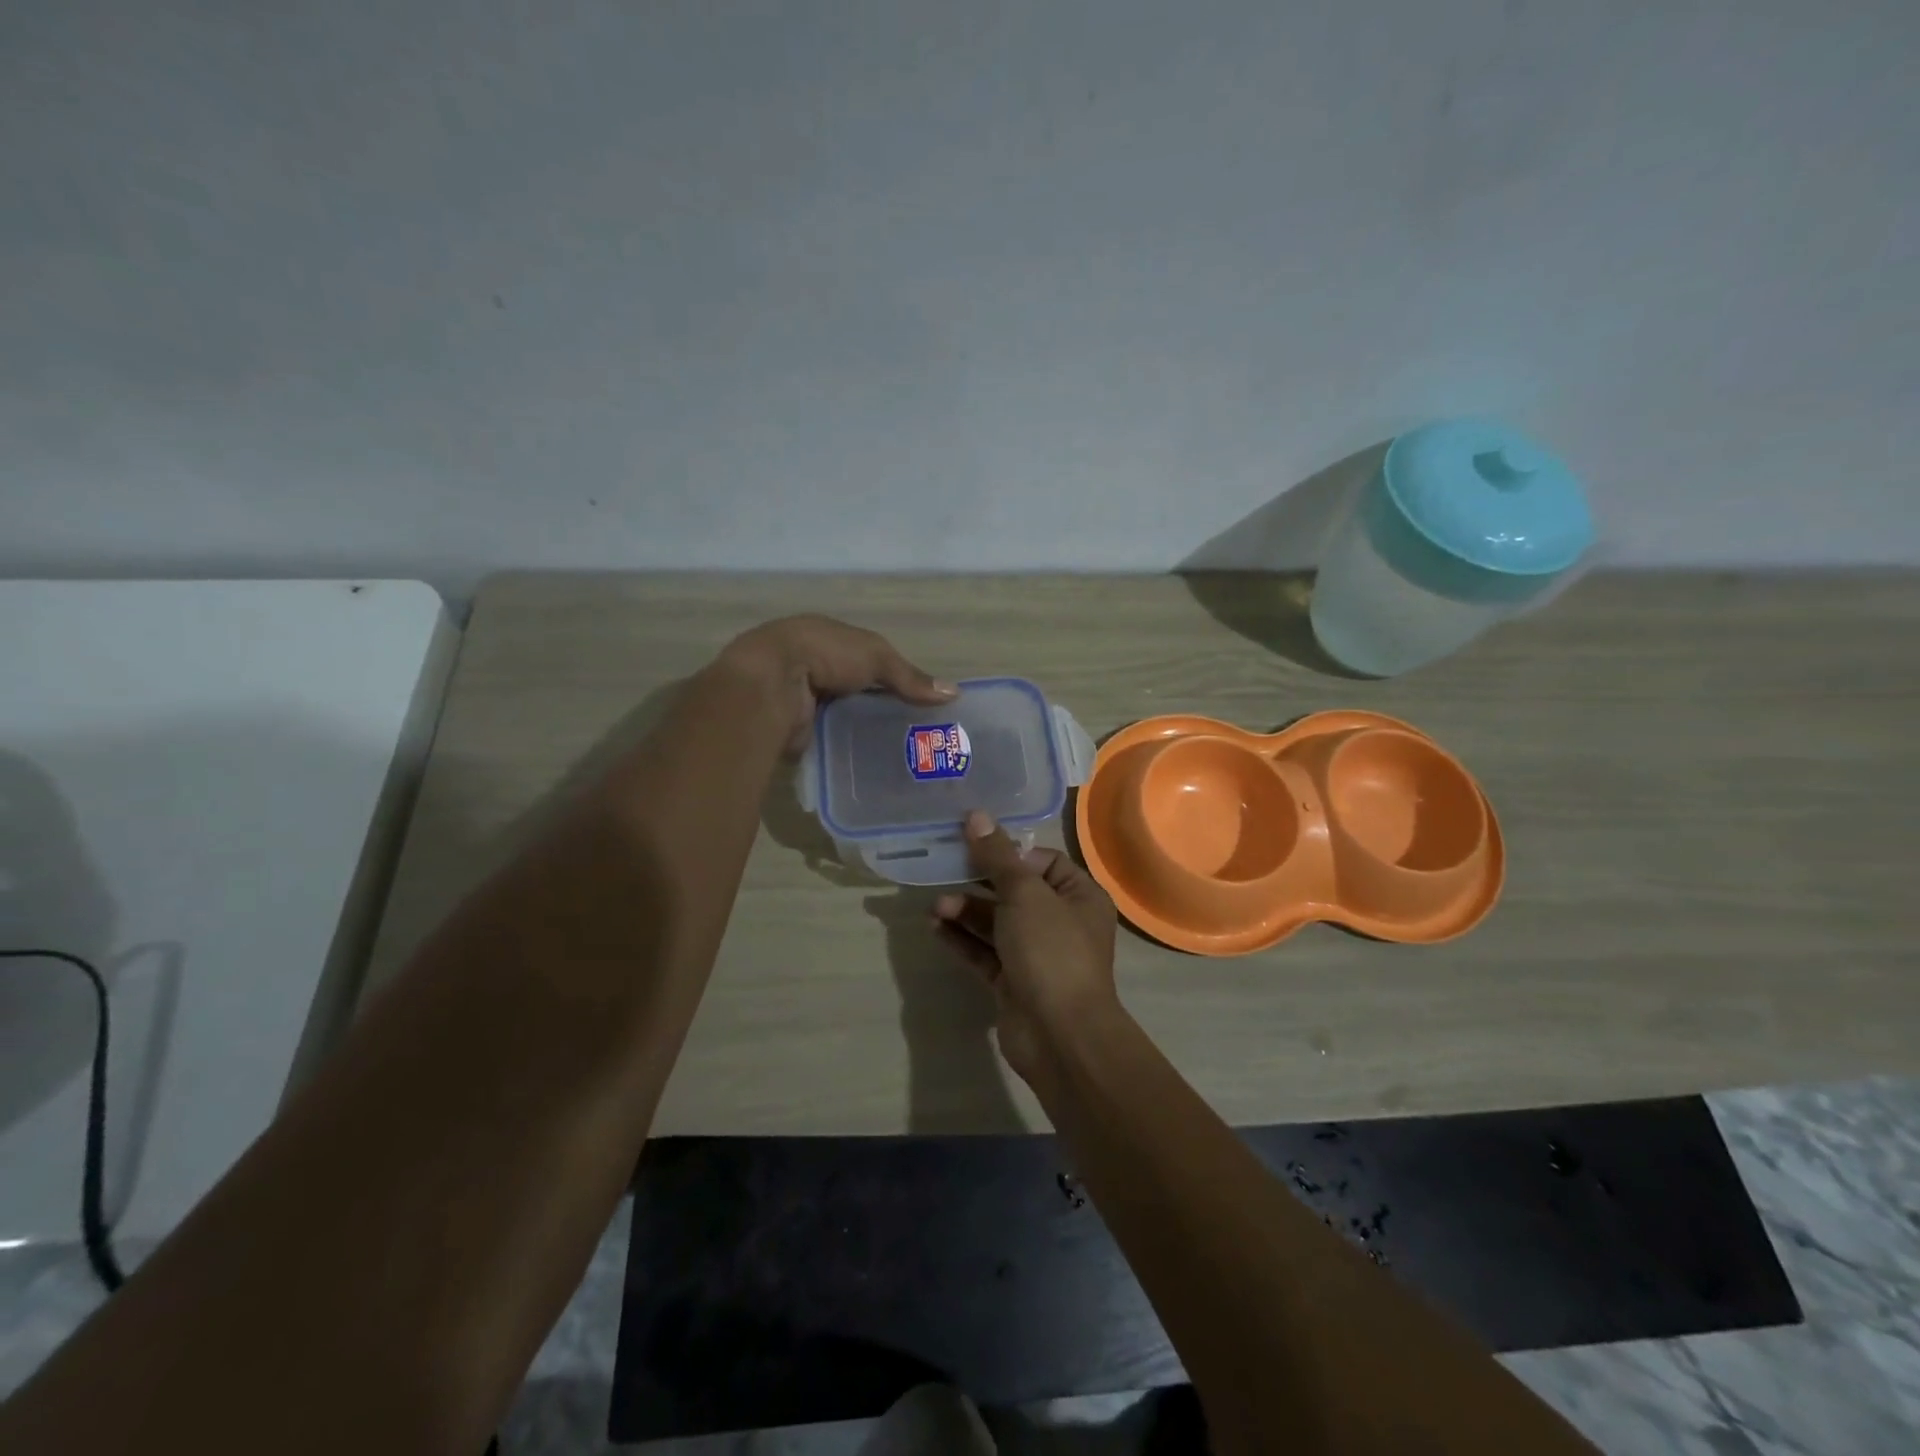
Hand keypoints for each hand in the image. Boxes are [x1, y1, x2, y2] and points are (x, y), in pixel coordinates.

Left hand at [719, 615, 955, 752]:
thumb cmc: (825, 655)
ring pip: (842, 719)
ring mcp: (801, 700)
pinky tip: (872, 766)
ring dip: (863, 733)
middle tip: (917, 737)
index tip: (920, 705)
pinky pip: (829, 741)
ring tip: (901, 756)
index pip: (868, 662)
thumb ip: (910, 677)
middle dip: (880, 710)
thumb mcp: (876, 656)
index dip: (893, 680)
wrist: (771, 684)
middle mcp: (812, 669)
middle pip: (855, 692)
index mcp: (827, 641)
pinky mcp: (795, 730)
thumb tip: (954, 693)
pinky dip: (847, 751)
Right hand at [933, 811, 1119, 1082]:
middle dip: (978, 882)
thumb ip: (997, 856)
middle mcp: (1061, 922)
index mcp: (1078, 896)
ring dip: (965, 911)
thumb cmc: (1051, 951)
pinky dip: (962, 939)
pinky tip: (936, 928)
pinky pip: (985, 952)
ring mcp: (1036, 955)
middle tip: (944, 871)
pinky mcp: (1013, 982)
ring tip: (935, 907)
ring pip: (996, 923)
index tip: (973, 845)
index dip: (1008, 853)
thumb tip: (977, 815)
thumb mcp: (1024, 894)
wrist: (1060, 1035)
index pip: (1041, 862)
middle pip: (1014, 891)